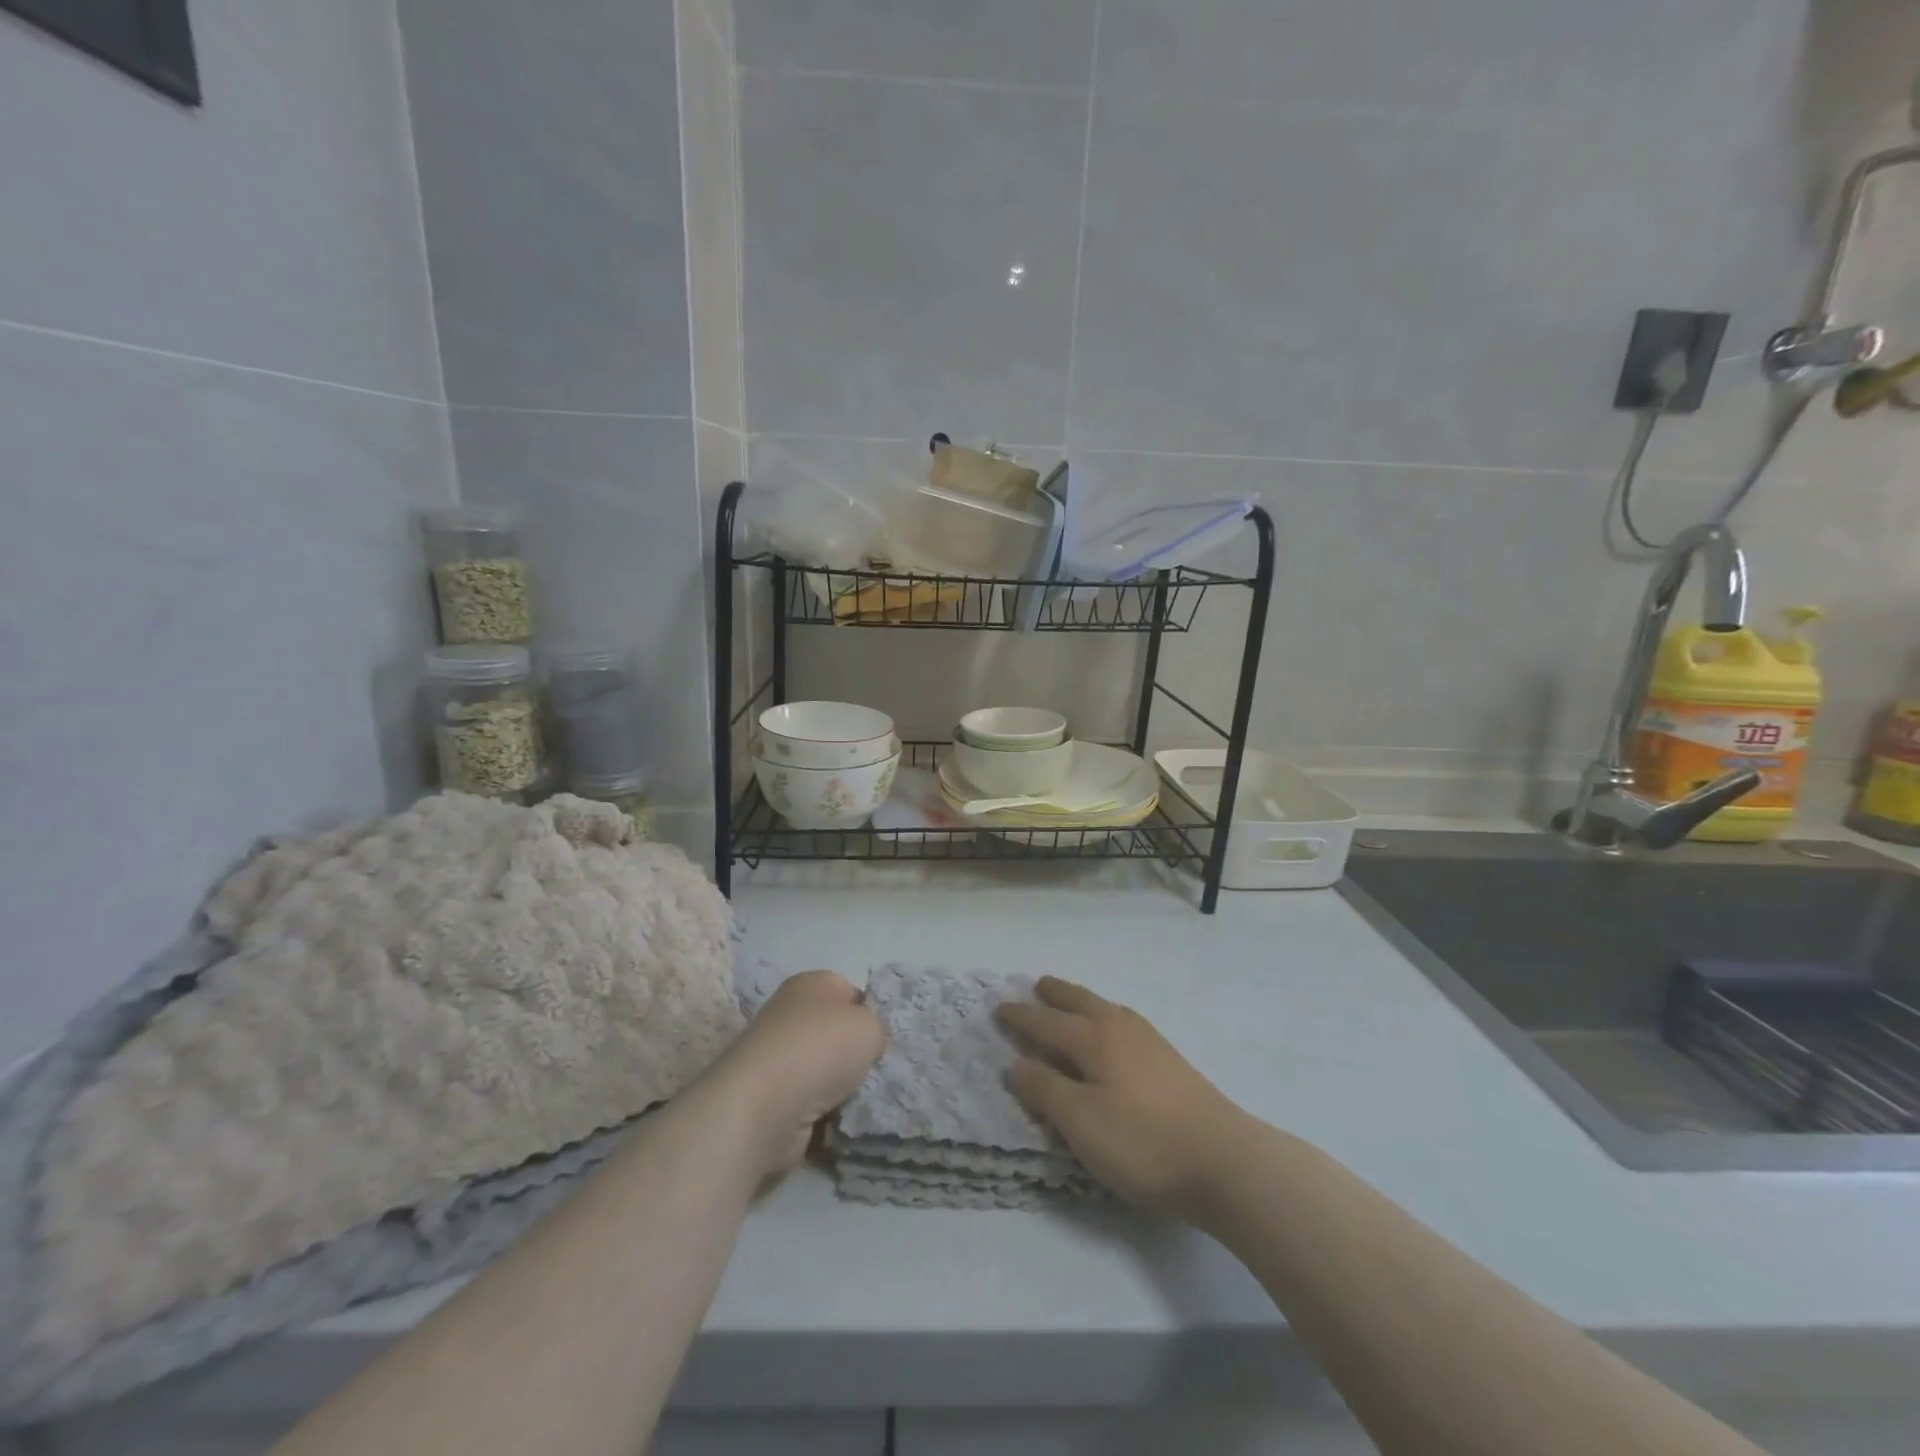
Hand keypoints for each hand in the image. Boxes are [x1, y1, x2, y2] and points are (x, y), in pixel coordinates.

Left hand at [709, 971, 885, 1176]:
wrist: (763, 1107)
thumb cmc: (820, 1050)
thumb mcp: (870, 1027)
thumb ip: (877, 1029)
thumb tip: (864, 1044)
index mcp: (812, 984)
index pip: (852, 993)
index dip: (871, 1014)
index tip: (883, 1039)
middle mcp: (790, 1013)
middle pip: (837, 1032)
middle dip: (856, 1054)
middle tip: (876, 1071)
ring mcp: (777, 1056)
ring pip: (825, 1069)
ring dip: (842, 1087)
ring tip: (859, 1099)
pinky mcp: (770, 1095)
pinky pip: (811, 1100)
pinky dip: (824, 1111)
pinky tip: (838, 1120)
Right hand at [998, 977, 1251, 1220]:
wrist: (1224, 1160)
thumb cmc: (1142, 1142)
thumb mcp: (1081, 1122)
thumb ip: (1045, 1090)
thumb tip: (1016, 1062)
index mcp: (1094, 1038)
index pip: (1046, 1021)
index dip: (1021, 1017)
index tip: (1000, 1008)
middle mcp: (1120, 1028)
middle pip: (1080, 1002)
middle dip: (1055, 994)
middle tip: (1037, 985)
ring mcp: (1149, 1041)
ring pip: (1105, 1008)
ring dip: (1081, 1001)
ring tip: (1070, 1003)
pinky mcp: (1170, 1060)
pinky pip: (1123, 1022)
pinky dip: (1104, 1017)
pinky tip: (1113, 1034)